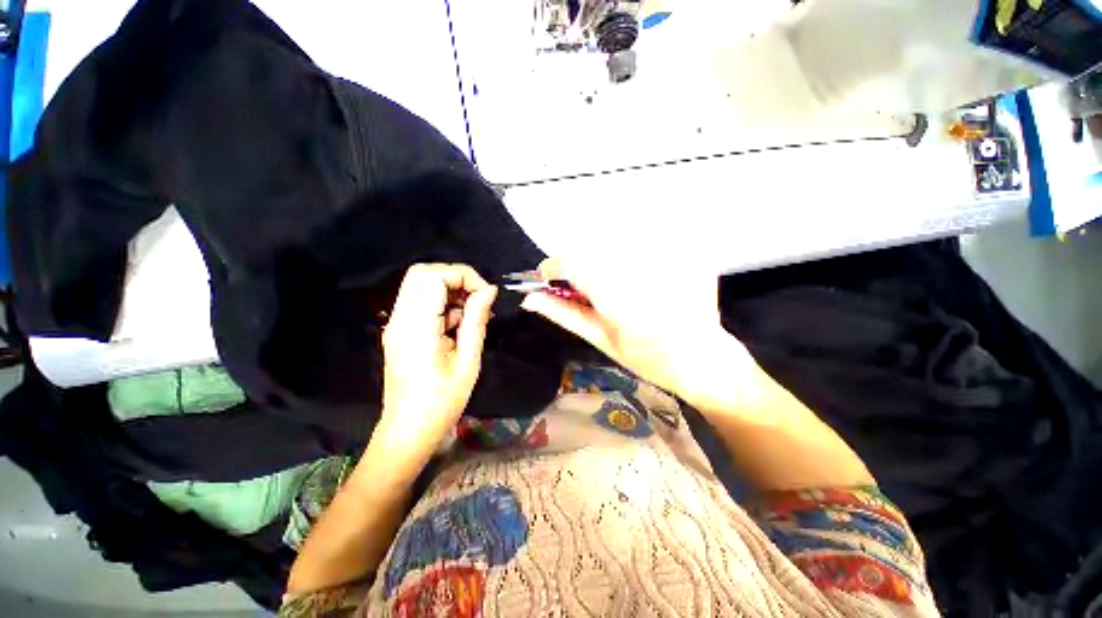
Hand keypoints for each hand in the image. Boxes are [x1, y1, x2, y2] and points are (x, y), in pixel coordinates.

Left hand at [376, 264, 496, 458]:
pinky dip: (442, 303)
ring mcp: (396, 324)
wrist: (408, 430)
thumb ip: (476, 320)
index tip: (485, 294)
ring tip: (472, 314)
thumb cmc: (442, 401)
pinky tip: (459, 325)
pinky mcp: (399, 331)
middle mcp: (400, 319)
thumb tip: (489, 290)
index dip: (463, 275)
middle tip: (478, 297)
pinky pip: (420, 302)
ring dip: (450, 290)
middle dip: (455, 277)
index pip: (433, 276)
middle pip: (421, 273)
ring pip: (420, 285)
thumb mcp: (468, 361)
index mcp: (417, 327)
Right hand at [520, 258, 751, 411]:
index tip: (549, 277)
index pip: (571, 261)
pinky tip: (640, 273)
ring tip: (616, 282)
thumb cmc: (647, 358)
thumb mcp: (600, 338)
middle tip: (584, 285)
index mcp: (615, 295)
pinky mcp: (683, 249)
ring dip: (604, 256)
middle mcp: (638, 269)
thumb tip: (529, 299)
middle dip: (579, 264)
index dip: (553, 267)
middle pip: (591, 246)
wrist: (702, 359)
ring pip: (615, 237)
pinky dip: (632, 249)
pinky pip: (645, 235)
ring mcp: (665, 256)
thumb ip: (564, 314)